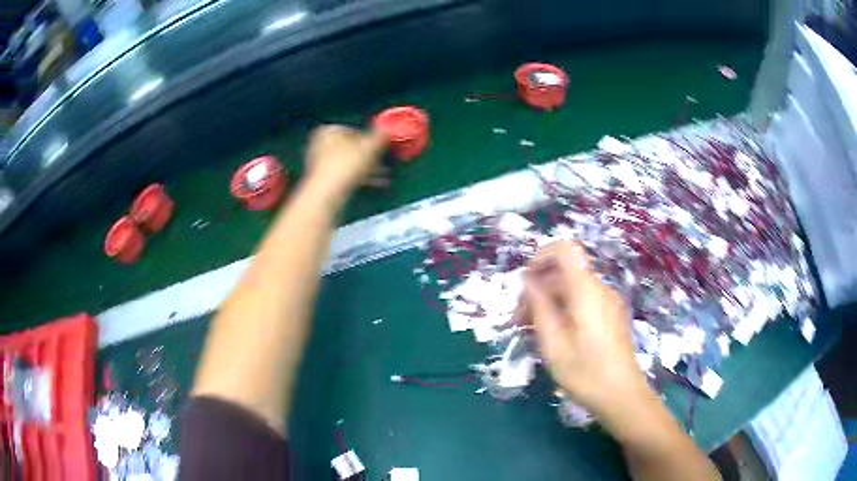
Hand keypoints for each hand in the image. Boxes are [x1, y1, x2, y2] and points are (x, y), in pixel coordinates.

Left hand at [304, 125, 388, 196]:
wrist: (327, 195)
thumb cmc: (347, 165)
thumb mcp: (370, 147)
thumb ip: (381, 135)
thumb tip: (388, 128)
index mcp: (329, 131)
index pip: (354, 131)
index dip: (370, 139)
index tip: (383, 147)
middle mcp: (320, 144)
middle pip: (351, 148)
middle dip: (369, 156)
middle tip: (385, 163)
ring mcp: (319, 164)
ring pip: (349, 163)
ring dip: (367, 169)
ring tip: (383, 176)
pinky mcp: (322, 180)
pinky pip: (344, 176)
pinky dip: (358, 178)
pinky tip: (374, 184)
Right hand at [521, 241, 647, 414]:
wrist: (622, 395)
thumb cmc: (585, 373)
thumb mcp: (554, 344)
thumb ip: (539, 307)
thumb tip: (528, 281)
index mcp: (586, 290)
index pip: (565, 249)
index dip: (541, 256)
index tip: (524, 283)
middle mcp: (599, 289)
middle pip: (564, 272)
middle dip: (538, 289)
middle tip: (518, 321)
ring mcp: (607, 302)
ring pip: (572, 288)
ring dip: (548, 302)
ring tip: (531, 332)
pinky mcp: (610, 315)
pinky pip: (583, 301)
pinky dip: (563, 309)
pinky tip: (553, 336)